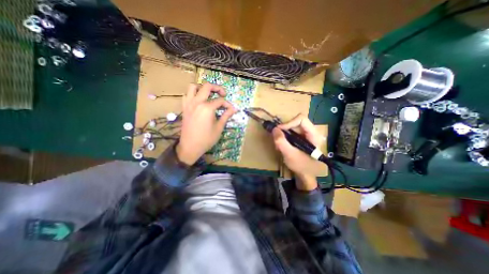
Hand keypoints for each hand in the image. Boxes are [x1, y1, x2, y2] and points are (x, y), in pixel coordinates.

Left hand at [176, 82, 236, 164]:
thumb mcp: (219, 128)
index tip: (231, 109)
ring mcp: (189, 104)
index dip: (228, 104)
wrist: (190, 147)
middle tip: (223, 94)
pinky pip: (186, 95)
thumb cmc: (207, 139)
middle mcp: (197, 102)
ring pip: (193, 87)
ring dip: (202, 88)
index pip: (220, 101)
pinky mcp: (184, 108)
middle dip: (217, 88)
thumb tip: (234, 109)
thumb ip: (226, 116)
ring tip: (209, 94)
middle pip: (207, 87)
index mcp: (207, 108)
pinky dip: (192, 94)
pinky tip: (198, 100)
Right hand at [271, 113, 323, 190]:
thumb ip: (281, 142)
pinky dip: (285, 136)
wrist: (305, 174)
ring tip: (279, 143)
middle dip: (285, 128)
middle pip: (296, 121)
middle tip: (277, 136)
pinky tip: (282, 144)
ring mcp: (306, 135)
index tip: (279, 130)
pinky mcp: (301, 138)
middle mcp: (311, 132)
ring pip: (292, 126)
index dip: (289, 122)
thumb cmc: (300, 166)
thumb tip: (274, 129)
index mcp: (313, 135)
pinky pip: (291, 131)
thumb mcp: (289, 155)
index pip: (302, 119)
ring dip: (284, 133)